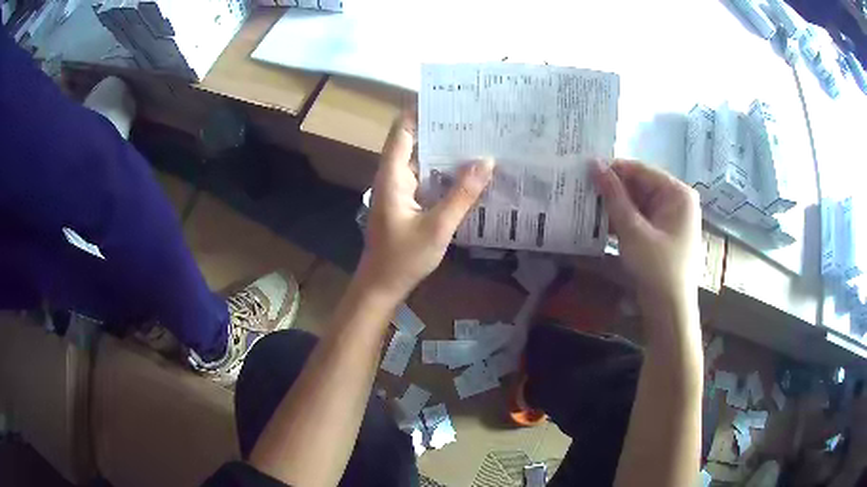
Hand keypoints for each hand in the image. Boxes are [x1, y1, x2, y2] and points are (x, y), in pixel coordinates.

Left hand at [357, 111, 493, 299]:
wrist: (382, 286)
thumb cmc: (403, 258)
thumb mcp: (437, 227)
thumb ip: (462, 195)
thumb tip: (487, 161)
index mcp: (393, 175)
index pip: (402, 131)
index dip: (420, 110)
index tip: (448, 99)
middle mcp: (394, 176)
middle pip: (415, 141)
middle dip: (441, 129)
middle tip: (474, 119)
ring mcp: (401, 189)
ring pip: (423, 161)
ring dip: (446, 151)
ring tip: (477, 139)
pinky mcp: (408, 202)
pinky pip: (428, 179)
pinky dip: (445, 173)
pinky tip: (469, 172)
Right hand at [591, 159, 700, 306]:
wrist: (670, 312)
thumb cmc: (657, 269)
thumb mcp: (633, 231)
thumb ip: (614, 196)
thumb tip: (594, 164)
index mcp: (678, 193)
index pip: (640, 170)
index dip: (612, 169)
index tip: (583, 171)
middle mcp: (677, 201)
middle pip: (640, 186)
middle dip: (612, 190)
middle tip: (581, 189)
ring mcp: (671, 218)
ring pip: (638, 203)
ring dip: (614, 207)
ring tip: (585, 204)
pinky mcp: (663, 234)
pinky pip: (640, 219)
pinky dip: (623, 221)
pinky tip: (599, 223)